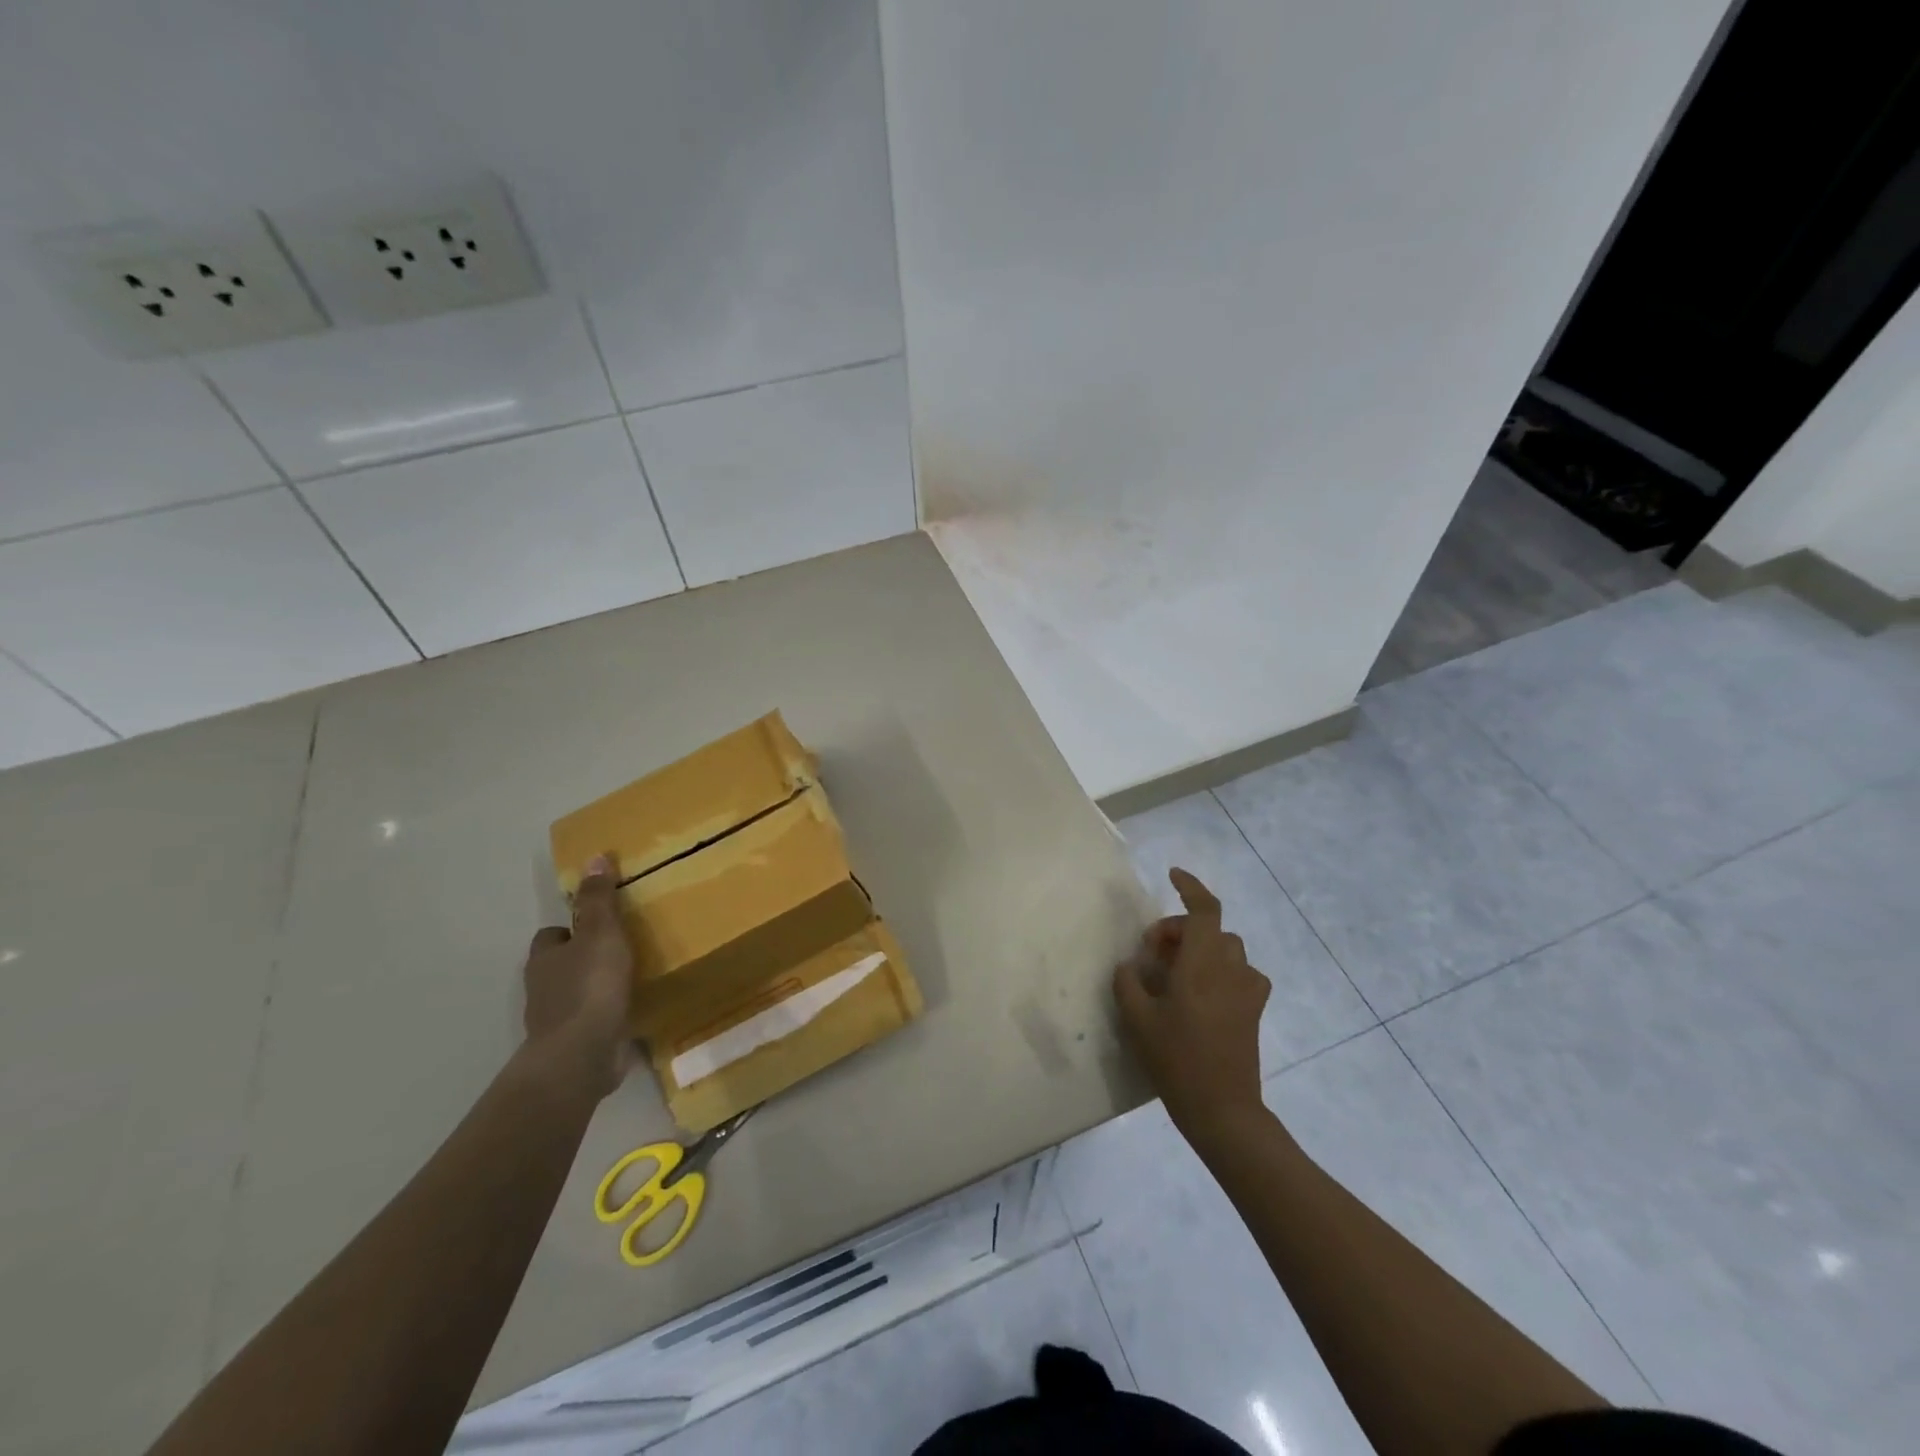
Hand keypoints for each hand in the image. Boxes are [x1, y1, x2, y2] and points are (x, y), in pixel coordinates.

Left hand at [523, 855, 636, 1099]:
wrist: (581, 1055)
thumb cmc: (590, 986)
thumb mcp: (600, 933)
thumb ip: (598, 899)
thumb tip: (593, 857)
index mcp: (545, 958)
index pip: (552, 936)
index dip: (571, 929)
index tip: (599, 925)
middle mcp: (543, 988)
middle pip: (560, 965)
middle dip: (584, 959)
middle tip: (620, 950)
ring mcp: (557, 1020)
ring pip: (575, 995)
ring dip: (595, 989)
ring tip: (631, 980)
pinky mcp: (574, 1045)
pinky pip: (592, 1023)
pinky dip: (605, 1017)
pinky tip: (630, 1013)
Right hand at [1113, 868, 1269, 1135]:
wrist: (1223, 1109)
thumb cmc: (1176, 1061)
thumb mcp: (1137, 1020)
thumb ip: (1128, 982)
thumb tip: (1130, 964)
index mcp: (1201, 966)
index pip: (1204, 910)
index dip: (1191, 886)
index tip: (1172, 875)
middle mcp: (1230, 969)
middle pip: (1210, 928)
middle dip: (1180, 930)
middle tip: (1152, 953)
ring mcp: (1247, 989)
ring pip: (1226, 948)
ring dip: (1201, 948)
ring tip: (1175, 973)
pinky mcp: (1254, 1008)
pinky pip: (1240, 972)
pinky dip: (1221, 970)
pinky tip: (1203, 992)